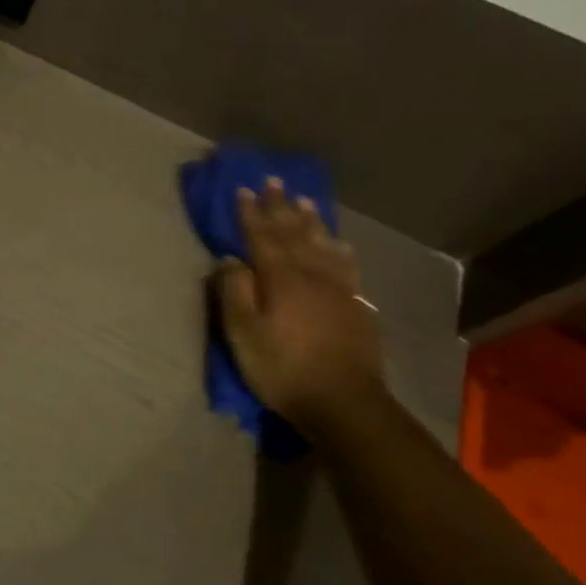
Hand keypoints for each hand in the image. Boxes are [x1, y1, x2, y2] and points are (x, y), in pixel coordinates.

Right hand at [215, 179, 384, 425]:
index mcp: (280, 279)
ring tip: (304, 200)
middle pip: (293, 233)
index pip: (261, 237)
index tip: (243, 189)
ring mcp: (338, 290)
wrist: (344, 402)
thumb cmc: (283, 368)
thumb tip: (229, 258)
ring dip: (311, 221)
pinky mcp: (356, 306)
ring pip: (322, 245)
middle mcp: (311, 275)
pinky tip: (339, 243)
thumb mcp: (243, 334)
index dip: (250, 213)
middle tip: (273, 181)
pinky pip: (347, 266)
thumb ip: (234, 292)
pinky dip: (339, 249)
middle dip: (281, 207)